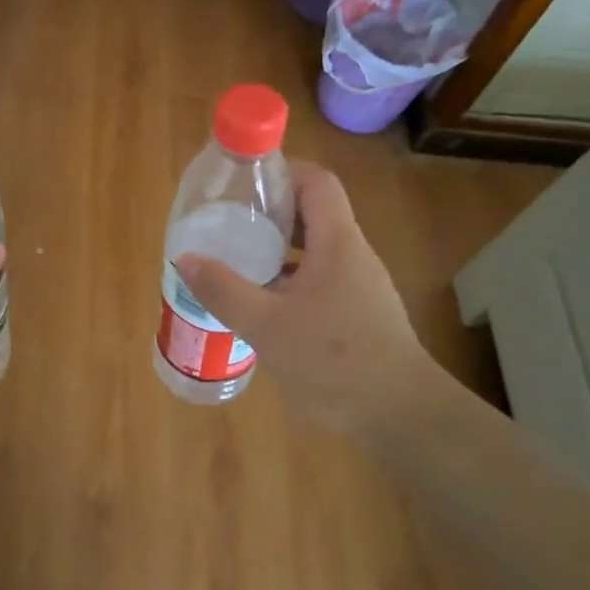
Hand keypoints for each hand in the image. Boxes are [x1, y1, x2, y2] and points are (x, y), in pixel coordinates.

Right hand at [176, 161, 450, 440]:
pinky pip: (318, 278)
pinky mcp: (357, 312)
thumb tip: (186, 258)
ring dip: (277, 247)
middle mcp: (352, 255)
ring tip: (237, 258)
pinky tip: (262, 302)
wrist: (402, 417)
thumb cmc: (336, 362)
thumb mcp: (267, 326)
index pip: (316, 181)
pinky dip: (288, 277)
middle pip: (313, 212)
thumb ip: (224, 291)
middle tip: (229, 221)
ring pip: (314, 248)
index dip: (281, 172)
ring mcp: (358, 285)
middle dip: (270, 211)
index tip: (243, 184)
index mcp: (338, 243)